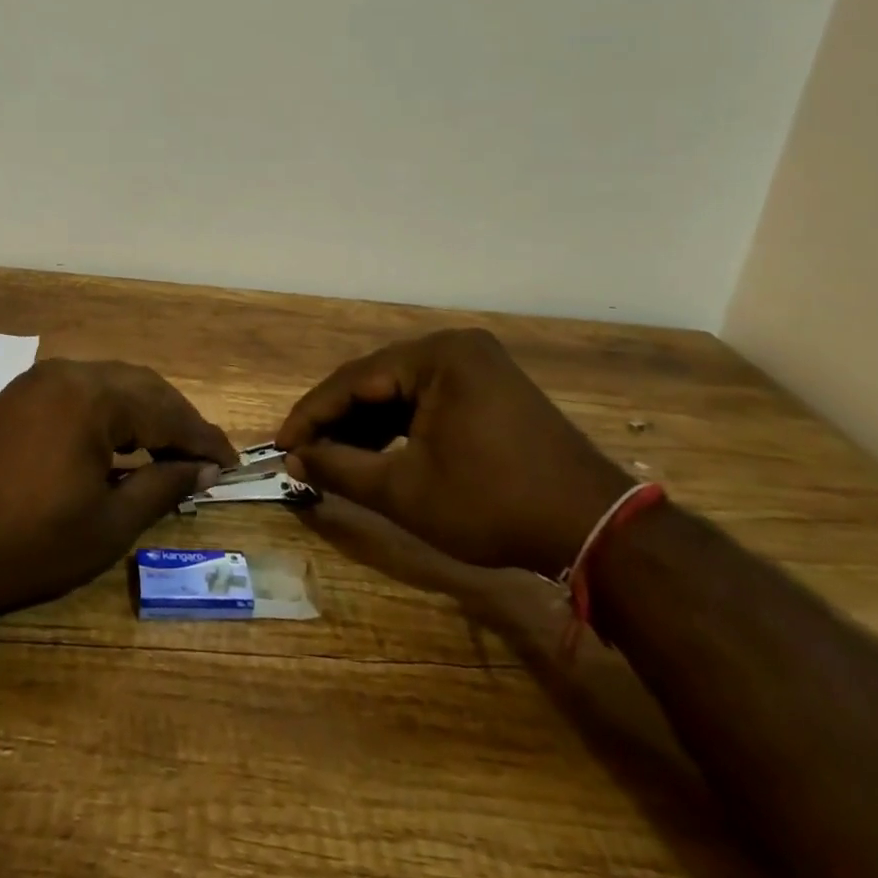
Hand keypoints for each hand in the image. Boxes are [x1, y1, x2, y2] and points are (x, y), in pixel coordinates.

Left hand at [0, 359, 237, 615]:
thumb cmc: (27, 544)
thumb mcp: (108, 524)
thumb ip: (162, 486)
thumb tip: (204, 469)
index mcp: (93, 396)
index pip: (166, 410)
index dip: (203, 438)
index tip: (230, 462)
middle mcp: (67, 373)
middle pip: (141, 387)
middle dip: (176, 420)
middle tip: (203, 457)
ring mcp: (36, 382)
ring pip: (109, 385)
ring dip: (143, 413)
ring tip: (166, 450)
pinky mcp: (15, 397)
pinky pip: (78, 393)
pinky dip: (108, 413)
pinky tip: (116, 444)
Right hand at [273, 330, 632, 577]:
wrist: (596, 530)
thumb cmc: (493, 505)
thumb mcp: (405, 491)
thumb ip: (341, 468)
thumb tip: (294, 458)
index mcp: (437, 356)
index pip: (354, 379)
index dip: (312, 414)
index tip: (282, 444)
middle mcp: (456, 348)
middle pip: (377, 381)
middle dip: (338, 420)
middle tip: (304, 452)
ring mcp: (478, 366)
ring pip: (401, 391)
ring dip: (366, 424)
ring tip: (334, 457)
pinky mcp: (490, 389)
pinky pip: (428, 400)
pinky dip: (399, 426)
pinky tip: (377, 452)